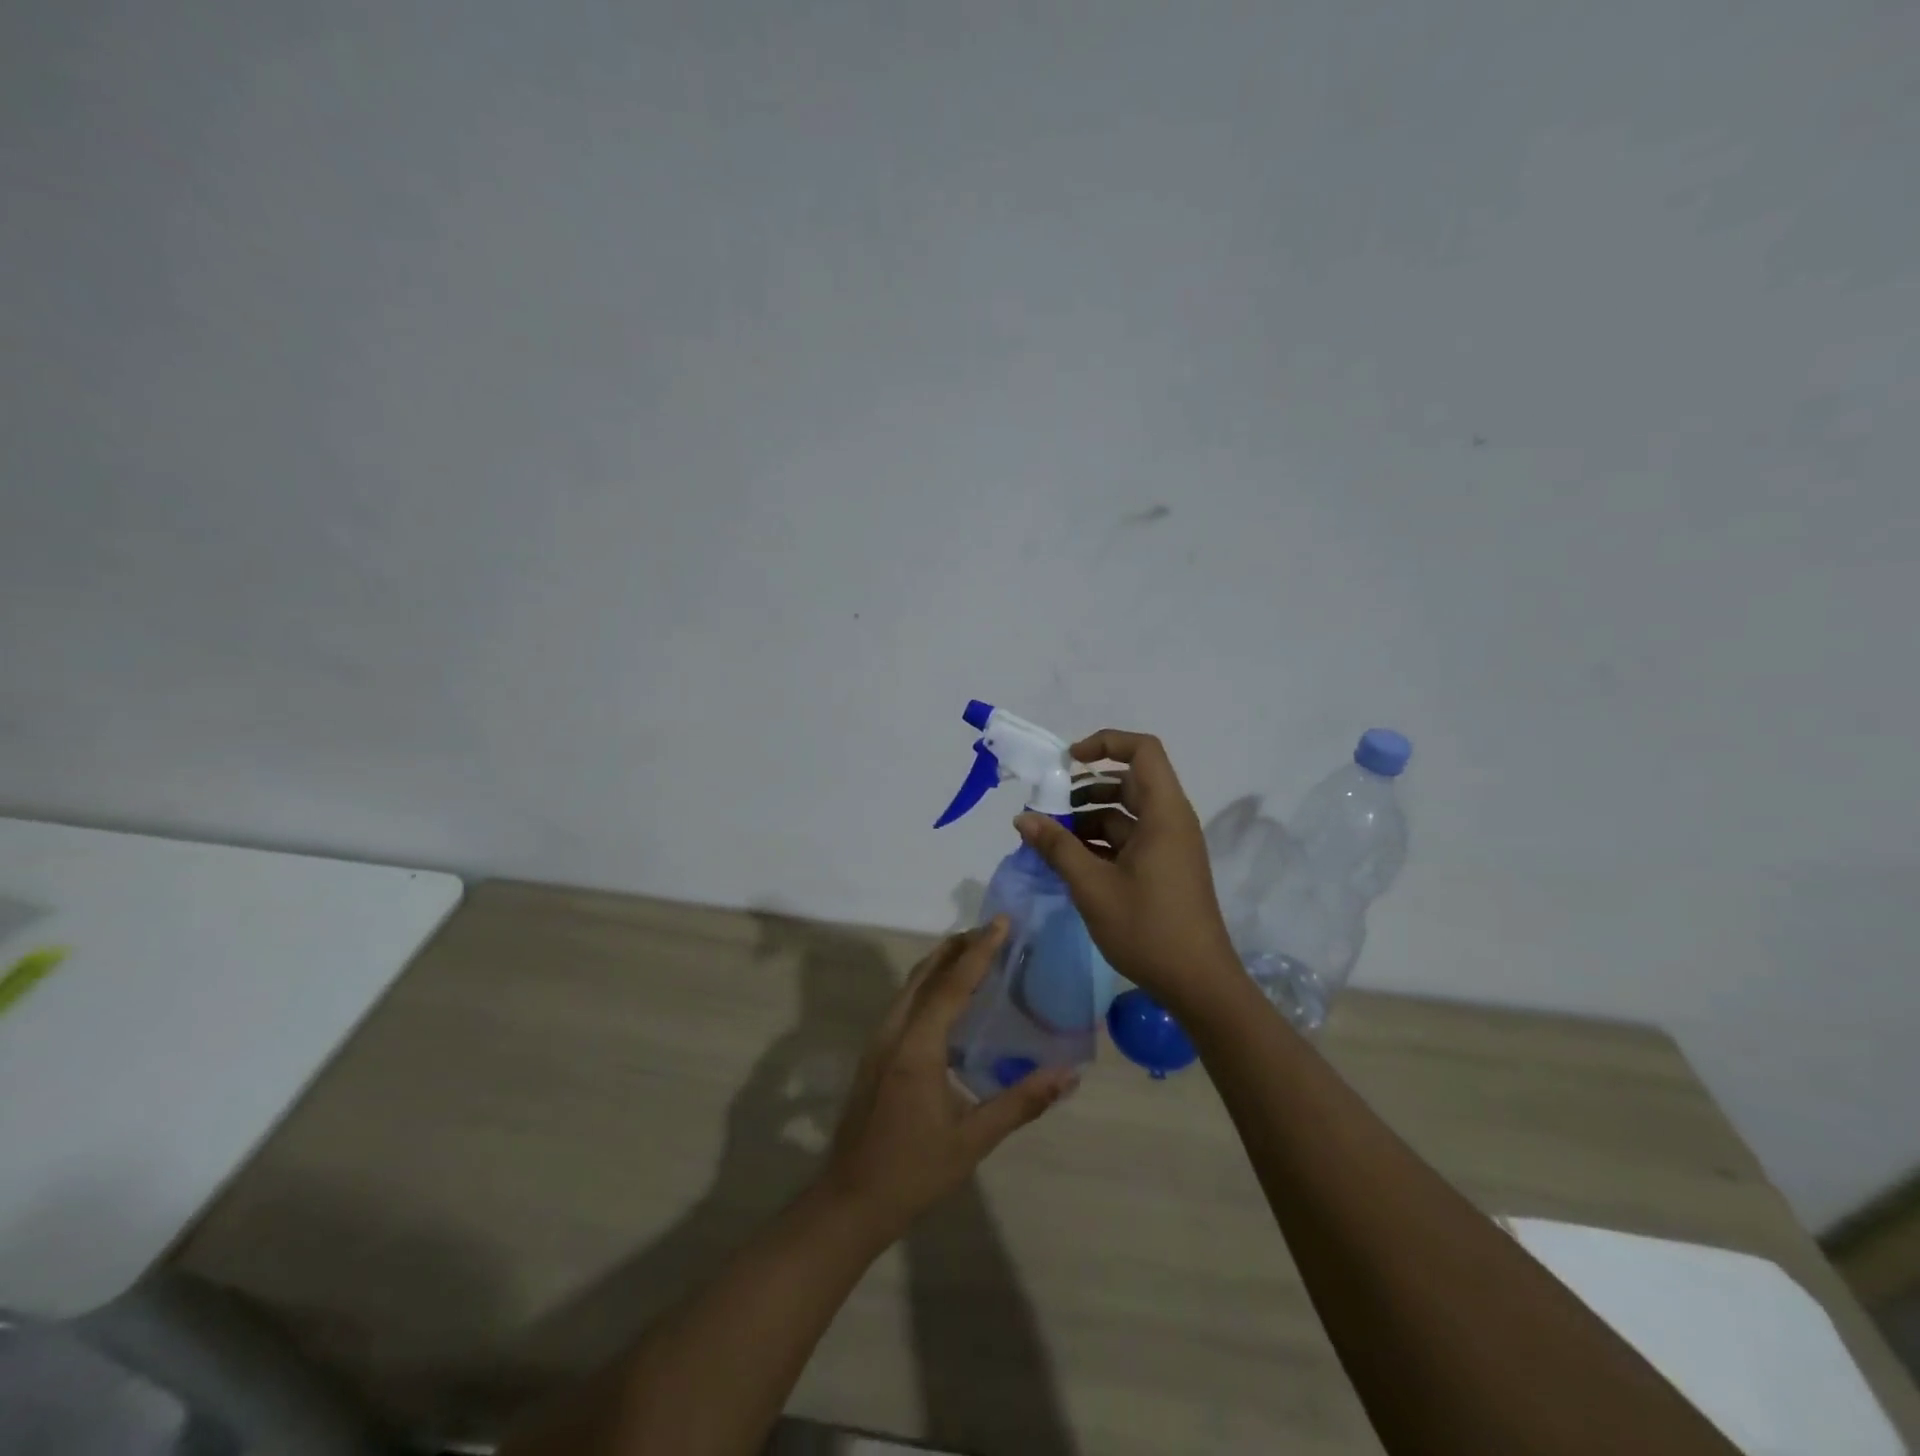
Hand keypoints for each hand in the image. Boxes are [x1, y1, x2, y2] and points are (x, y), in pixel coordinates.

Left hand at [819, 920, 1075, 1242]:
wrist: (849, 1201)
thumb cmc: (913, 1172)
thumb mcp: (972, 1141)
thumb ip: (1020, 1103)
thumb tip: (1067, 1075)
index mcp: (917, 1047)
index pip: (951, 985)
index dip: (979, 951)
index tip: (1001, 922)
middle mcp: (893, 1032)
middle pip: (926, 974)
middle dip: (958, 946)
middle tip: (992, 930)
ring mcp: (878, 1041)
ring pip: (911, 985)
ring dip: (941, 962)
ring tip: (974, 952)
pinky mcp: (874, 1053)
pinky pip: (904, 1002)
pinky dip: (928, 984)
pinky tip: (948, 999)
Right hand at [1015, 729, 1241, 1012]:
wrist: (1198, 983)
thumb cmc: (1147, 927)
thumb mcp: (1092, 886)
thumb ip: (1056, 847)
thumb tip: (1023, 818)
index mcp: (1164, 813)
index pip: (1142, 751)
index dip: (1106, 743)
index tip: (1069, 762)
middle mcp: (1171, 821)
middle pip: (1129, 782)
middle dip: (1086, 788)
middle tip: (1048, 807)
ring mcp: (1169, 846)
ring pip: (1125, 814)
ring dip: (1088, 819)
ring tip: (1050, 838)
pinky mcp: (1164, 869)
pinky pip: (1129, 840)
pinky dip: (1100, 843)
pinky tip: (1069, 862)